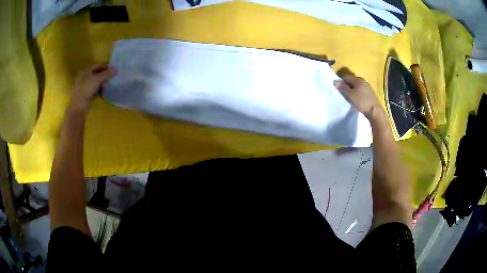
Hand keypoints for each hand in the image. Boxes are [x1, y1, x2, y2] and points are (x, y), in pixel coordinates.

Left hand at [70, 63, 114, 110]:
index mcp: (85, 71)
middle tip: (112, 76)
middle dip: (104, 74)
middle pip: (96, 73)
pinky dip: (99, 89)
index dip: (105, 65)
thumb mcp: (98, 79)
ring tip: (109, 83)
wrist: (79, 106)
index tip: (113, 67)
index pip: (97, 65)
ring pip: (95, 82)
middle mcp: (84, 77)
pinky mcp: (85, 94)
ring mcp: (84, 87)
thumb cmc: (87, 89)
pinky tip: (104, 91)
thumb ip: (107, 74)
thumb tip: (116, 69)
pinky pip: (94, 89)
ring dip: (102, 82)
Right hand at [334, 75, 382, 120]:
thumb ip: (342, 88)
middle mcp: (363, 81)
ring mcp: (367, 87)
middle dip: (347, 86)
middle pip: (351, 81)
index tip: (340, 90)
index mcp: (358, 79)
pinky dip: (357, 94)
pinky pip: (361, 91)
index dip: (341, 82)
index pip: (346, 77)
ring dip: (352, 91)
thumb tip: (335, 82)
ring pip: (356, 86)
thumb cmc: (362, 101)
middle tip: (345, 95)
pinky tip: (357, 101)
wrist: (375, 111)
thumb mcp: (350, 95)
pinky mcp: (370, 93)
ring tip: (351, 99)